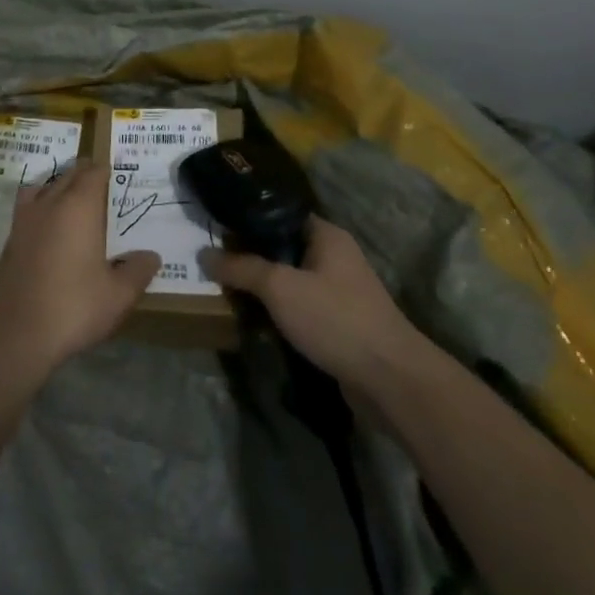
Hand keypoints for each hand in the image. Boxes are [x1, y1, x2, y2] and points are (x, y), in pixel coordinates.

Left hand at [0, 163, 160, 379]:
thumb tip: (151, 256)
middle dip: (85, 175)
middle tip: (102, 186)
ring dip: (59, 185)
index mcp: (79, 207)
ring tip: (73, 199)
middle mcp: (50, 203)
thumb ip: (138, 271)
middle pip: (69, 175)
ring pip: (44, 186)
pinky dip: (40, 204)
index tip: (117, 176)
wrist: (18, 333)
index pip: (93, 173)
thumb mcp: (118, 295)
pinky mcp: (11, 238)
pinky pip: (28, 206)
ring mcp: (26, 219)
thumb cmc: (74, 307)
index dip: (106, 171)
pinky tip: (48, 225)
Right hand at [201, 218, 432, 398]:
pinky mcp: (341, 323)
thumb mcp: (279, 287)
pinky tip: (256, 320)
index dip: (248, 218)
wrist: (390, 380)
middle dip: (251, 257)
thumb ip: (241, 268)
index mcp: (326, 235)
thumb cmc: (334, 318)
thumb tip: (203, 254)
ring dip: (265, 288)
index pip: (280, 214)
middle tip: (215, 262)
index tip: (216, 228)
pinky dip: (281, 312)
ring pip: (291, 280)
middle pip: (283, 248)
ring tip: (228, 291)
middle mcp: (336, 256)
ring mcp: (341, 291)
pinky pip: (302, 307)